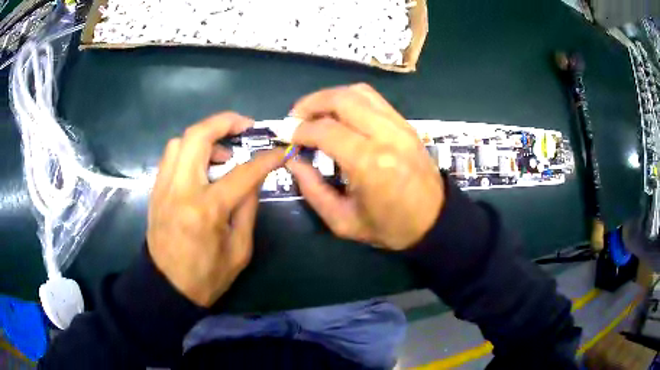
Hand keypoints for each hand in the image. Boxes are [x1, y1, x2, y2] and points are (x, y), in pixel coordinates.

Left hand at [147, 113, 283, 306]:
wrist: (166, 288)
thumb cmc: (206, 277)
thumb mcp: (239, 250)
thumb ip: (247, 209)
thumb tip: (253, 178)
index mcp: (206, 210)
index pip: (242, 173)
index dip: (265, 159)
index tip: (280, 152)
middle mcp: (181, 190)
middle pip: (198, 136)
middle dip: (225, 121)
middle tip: (245, 126)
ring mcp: (163, 188)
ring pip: (180, 141)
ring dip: (204, 137)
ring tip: (221, 153)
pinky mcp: (155, 191)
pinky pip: (171, 157)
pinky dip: (189, 151)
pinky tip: (202, 167)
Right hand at [288, 84, 443, 249]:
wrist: (434, 221)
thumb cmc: (389, 228)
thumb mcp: (343, 221)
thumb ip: (312, 189)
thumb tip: (293, 160)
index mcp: (370, 163)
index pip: (325, 130)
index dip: (299, 130)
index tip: (285, 136)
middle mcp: (386, 135)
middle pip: (341, 99)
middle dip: (310, 104)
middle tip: (295, 119)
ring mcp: (399, 125)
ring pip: (358, 92)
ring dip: (329, 97)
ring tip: (314, 113)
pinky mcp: (406, 124)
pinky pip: (373, 99)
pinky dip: (349, 99)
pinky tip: (339, 115)